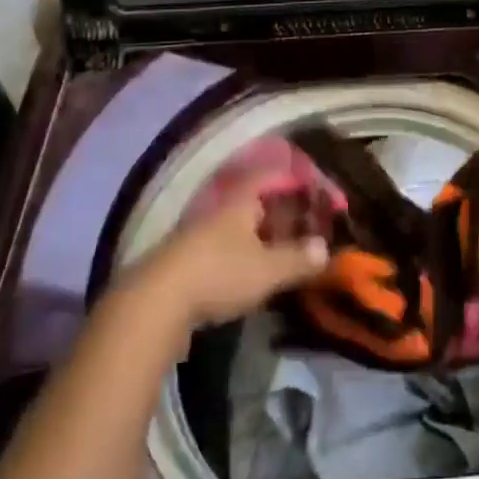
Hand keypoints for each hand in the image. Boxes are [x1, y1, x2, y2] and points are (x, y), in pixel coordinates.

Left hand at [128, 177, 330, 330]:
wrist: (153, 303)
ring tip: (282, 250)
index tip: (314, 188)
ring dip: (260, 234)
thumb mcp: (267, 269)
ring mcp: (198, 234)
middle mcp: (219, 209)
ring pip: (237, 225)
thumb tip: (325, 249)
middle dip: (279, 210)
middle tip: (304, 224)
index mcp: (241, 200)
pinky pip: (223, 247)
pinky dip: (242, 252)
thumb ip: (297, 258)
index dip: (294, 179)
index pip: (271, 175)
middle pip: (254, 200)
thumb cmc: (219, 273)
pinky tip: (251, 272)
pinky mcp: (184, 260)